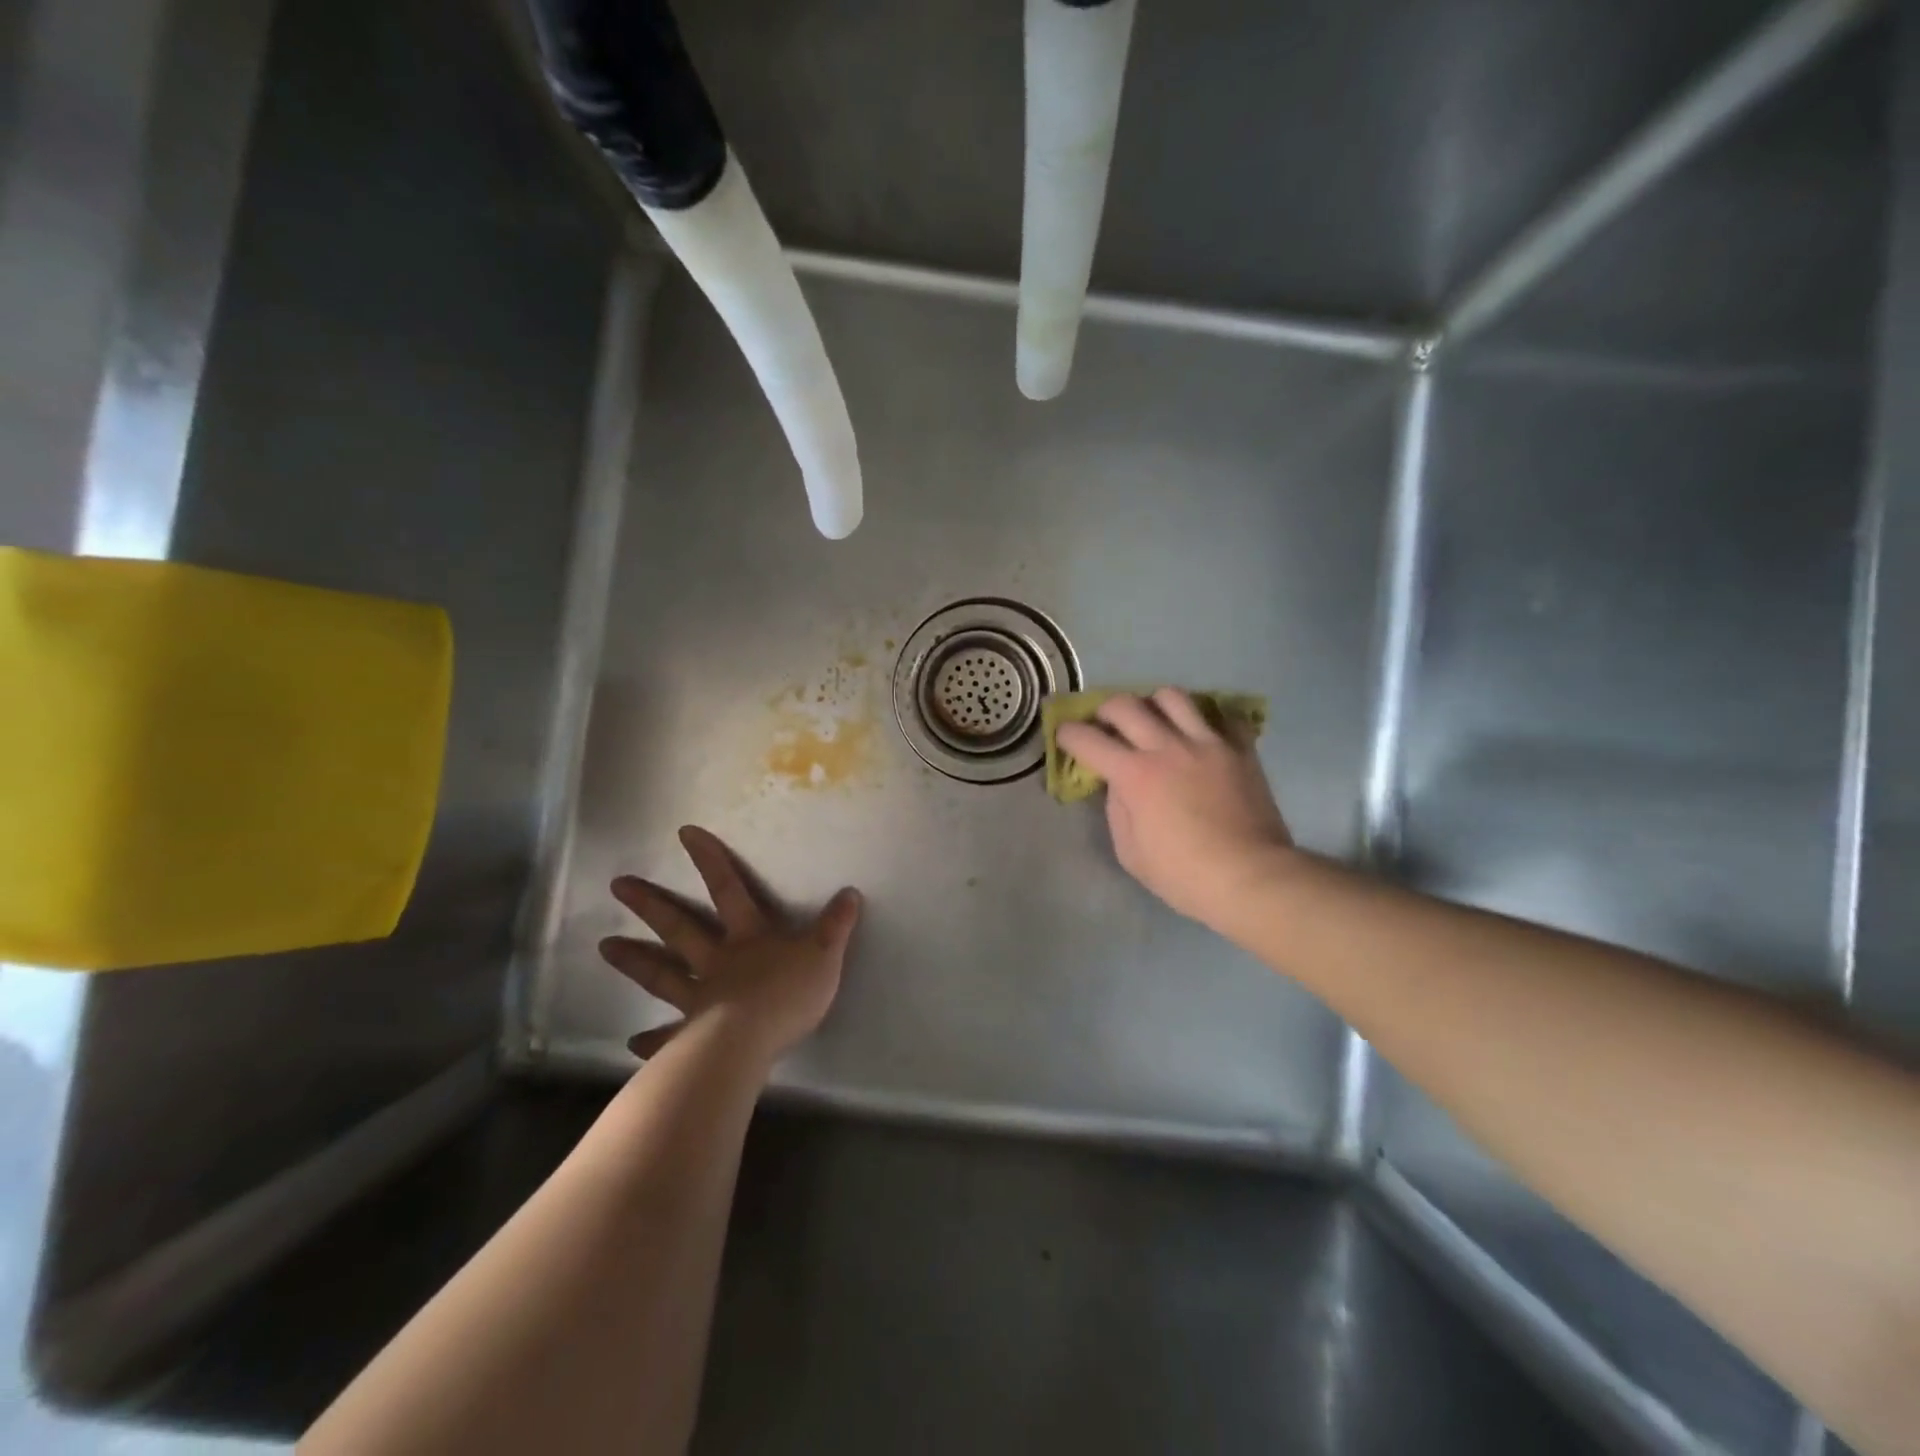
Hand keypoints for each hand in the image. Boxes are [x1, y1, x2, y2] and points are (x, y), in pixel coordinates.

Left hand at [599, 826, 861, 1064]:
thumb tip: (850, 892)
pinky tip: (633, 1043)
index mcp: (748, 937)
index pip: (728, 888)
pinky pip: (670, 1036)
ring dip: (635, 960)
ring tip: (603, 947)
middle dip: (651, 905)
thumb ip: (836, 925)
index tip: (684, 834)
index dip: (709, 860)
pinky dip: (653, 1040)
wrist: (756, 1039)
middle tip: (618, 886)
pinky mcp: (694, 1035)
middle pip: (680, 928)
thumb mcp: (824, 954)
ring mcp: (700, 997)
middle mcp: (718, 960)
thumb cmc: (789, 993)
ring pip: (662, 974)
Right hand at [1055, 689, 1293, 927]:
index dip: (1068, 734)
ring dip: (1153, 705)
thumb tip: (1118, 784)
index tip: (1064, 735)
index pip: (1088, 739)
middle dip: (1105, 711)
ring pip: (1172, 697)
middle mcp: (1167, 747)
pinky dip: (1206, 720)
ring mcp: (1207, 743)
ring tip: (1154, 721)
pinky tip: (1201, 736)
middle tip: (1106, 726)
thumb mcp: (1131, 853)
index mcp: (1135, 775)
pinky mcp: (1240, 749)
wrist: (1251, 877)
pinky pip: (1222, 715)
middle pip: (1125, 705)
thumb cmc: (1183, 875)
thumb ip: (1117, 810)